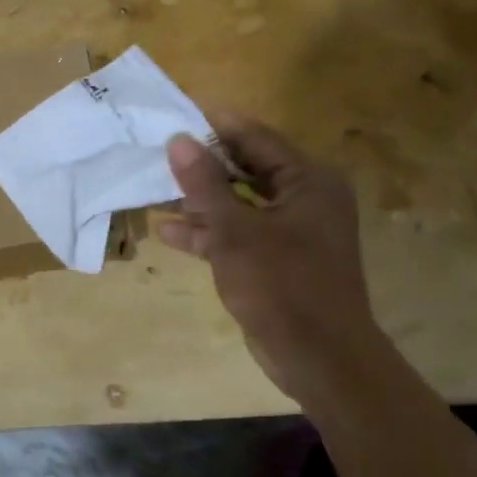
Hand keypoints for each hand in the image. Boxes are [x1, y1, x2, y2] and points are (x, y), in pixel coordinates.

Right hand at [157, 118, 374, 400]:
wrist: (320, 358)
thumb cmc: (282, 285)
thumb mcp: (235, 231)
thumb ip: (205, 183)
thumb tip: (179, 139)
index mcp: (308, 180)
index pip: (256, 137)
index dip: (215, 126)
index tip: (175, 118)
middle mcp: (306, 198)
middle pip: (247, 168)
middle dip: (203, 165)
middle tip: (160, 154)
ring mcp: (294, 231)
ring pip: (240, 203)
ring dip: (202, 200)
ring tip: (156, 190)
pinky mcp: (280, 260)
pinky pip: (242, 234)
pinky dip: (210, 232)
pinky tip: (168, 232)